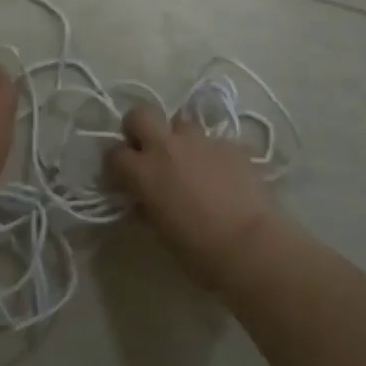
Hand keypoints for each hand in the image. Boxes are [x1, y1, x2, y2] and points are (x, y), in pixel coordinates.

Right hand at [106, 105, 279, 282]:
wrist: (251, 246)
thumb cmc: (199, 250)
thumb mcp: (161, 233)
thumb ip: (147, 208)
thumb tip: (143, 202)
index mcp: (144, 171)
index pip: (114, 154)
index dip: (116, 166)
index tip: (123, 179)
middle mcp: (167, 147)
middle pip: (141, 114)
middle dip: (140, 128)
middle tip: (148, 149)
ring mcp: (202, 141)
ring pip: (182, 123)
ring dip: (180, 138)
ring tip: (190, 161)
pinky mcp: (232, 144)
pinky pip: (214, 141)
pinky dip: (212, 154)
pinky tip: (222, 174)